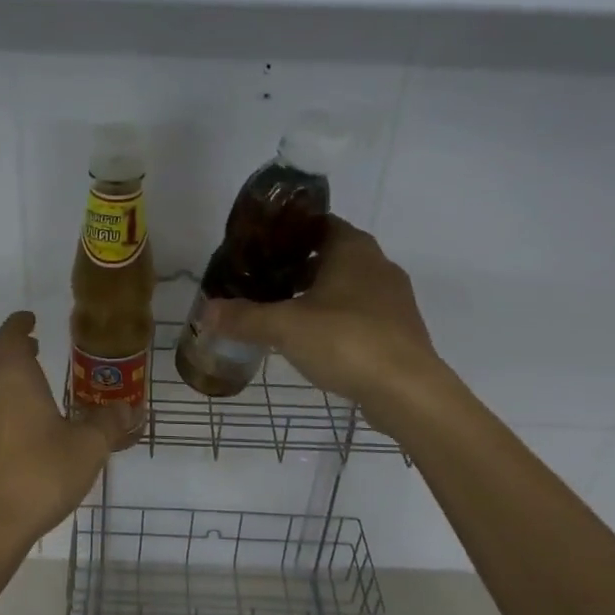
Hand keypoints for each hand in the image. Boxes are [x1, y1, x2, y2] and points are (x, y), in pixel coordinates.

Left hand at [0, 311, 130, 556]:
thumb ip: (109, 423)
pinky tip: (18, 424)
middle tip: (32, 350)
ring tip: (27, 386)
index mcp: (14, 379)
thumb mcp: (88, 448)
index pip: (10, 336)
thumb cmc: (40, 475)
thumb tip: (129, 408)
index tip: (32, 320)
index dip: (20, 323)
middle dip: (4, 345)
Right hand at [204, 217, 445, 433]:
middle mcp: (377, 264)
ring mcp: (393, 298)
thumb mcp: (285, 327)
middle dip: (297, 267)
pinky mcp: (399, 330)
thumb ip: (244, 317)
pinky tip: (314, 342)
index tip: (259, 247)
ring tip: (282, 313)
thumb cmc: (346, 341)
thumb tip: (206, 311)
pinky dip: (335, 319)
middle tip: (263, 281)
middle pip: (331, 255)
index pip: (318, 223)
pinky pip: (360, 313)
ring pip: (346, 286)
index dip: (288, 232)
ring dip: (317, 295)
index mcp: (353, 248)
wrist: (408, 391)